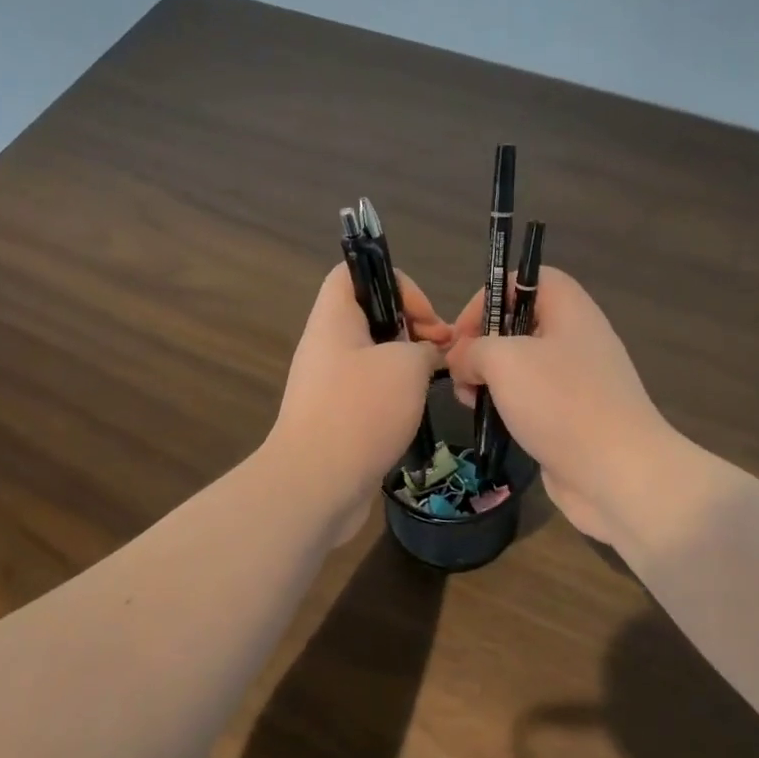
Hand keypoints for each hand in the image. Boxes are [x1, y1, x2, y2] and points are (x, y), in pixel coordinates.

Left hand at [267, 263, 450, 545]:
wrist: (316, 484)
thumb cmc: (360, 411)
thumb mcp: (406, 366)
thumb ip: (425, 347)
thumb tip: (428, 353)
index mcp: (333, 319)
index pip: (354, 273)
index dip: (395, 282)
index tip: (425, 317)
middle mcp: (327, 346)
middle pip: (371, 315)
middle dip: (412, 327)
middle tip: (441, 351)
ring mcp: (329, 384)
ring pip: (375, 356)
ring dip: (408, 364)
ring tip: (437, 381)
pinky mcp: (337, 417)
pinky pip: (370, 391)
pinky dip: (396, 395)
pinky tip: (417, 411)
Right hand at [446, 268, 686, 544]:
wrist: (617, 472)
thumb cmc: (561, 403)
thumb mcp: (504, 361)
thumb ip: (473, 349)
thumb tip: (462, 360)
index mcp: (570, 310)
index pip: (528, 279)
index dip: (491, 295)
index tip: (464, 330)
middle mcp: (576, 339)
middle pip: (521, 323)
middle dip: (483, 342)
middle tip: (459, 368)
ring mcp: (577, 381)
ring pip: (522, 364)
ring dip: (489, 377)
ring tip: (469, 398)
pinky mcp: (572, 417)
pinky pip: (532, 398)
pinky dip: (507, 405)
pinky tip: (489, 421)